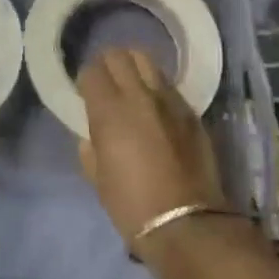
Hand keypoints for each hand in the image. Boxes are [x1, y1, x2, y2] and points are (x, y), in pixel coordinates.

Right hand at [77, 49, 224, 246]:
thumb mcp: (98, 178)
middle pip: (120, 56)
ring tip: (132, 86)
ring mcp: (169, 101)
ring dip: (134, 68)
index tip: (86, 94)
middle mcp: (139, 96)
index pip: (92, 71)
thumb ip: (91, 149)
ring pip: (148, 62)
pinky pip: (169, 86)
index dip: (86, 80)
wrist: (185, 223)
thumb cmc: (131, 205)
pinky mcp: (191, 112)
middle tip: (106, 83)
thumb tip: (91, 136)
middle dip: (108, 65)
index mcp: (109, 111)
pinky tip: (155, 106)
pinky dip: (157, 87)